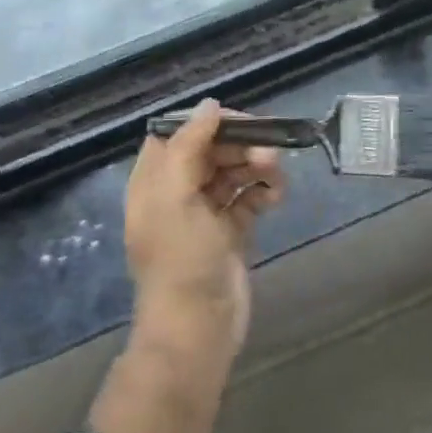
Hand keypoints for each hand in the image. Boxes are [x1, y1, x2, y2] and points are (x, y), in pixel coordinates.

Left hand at [124, 99, 285, 363]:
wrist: (198, 327)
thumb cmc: (181, 260)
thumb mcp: (175, 197)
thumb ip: (188, 146)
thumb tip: (210, 105)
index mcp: (155, 181)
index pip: (180, 134)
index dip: (209, 123)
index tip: (241, 122)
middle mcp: (178, 192)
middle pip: (213, 150)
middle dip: (242, 146)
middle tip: (270, 154)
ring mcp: (206, 213)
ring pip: (236, 171)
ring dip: (258, 167)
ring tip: (276, 178)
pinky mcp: (232, 231)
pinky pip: (250, 197)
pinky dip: (265, 192)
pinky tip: (275, 199)